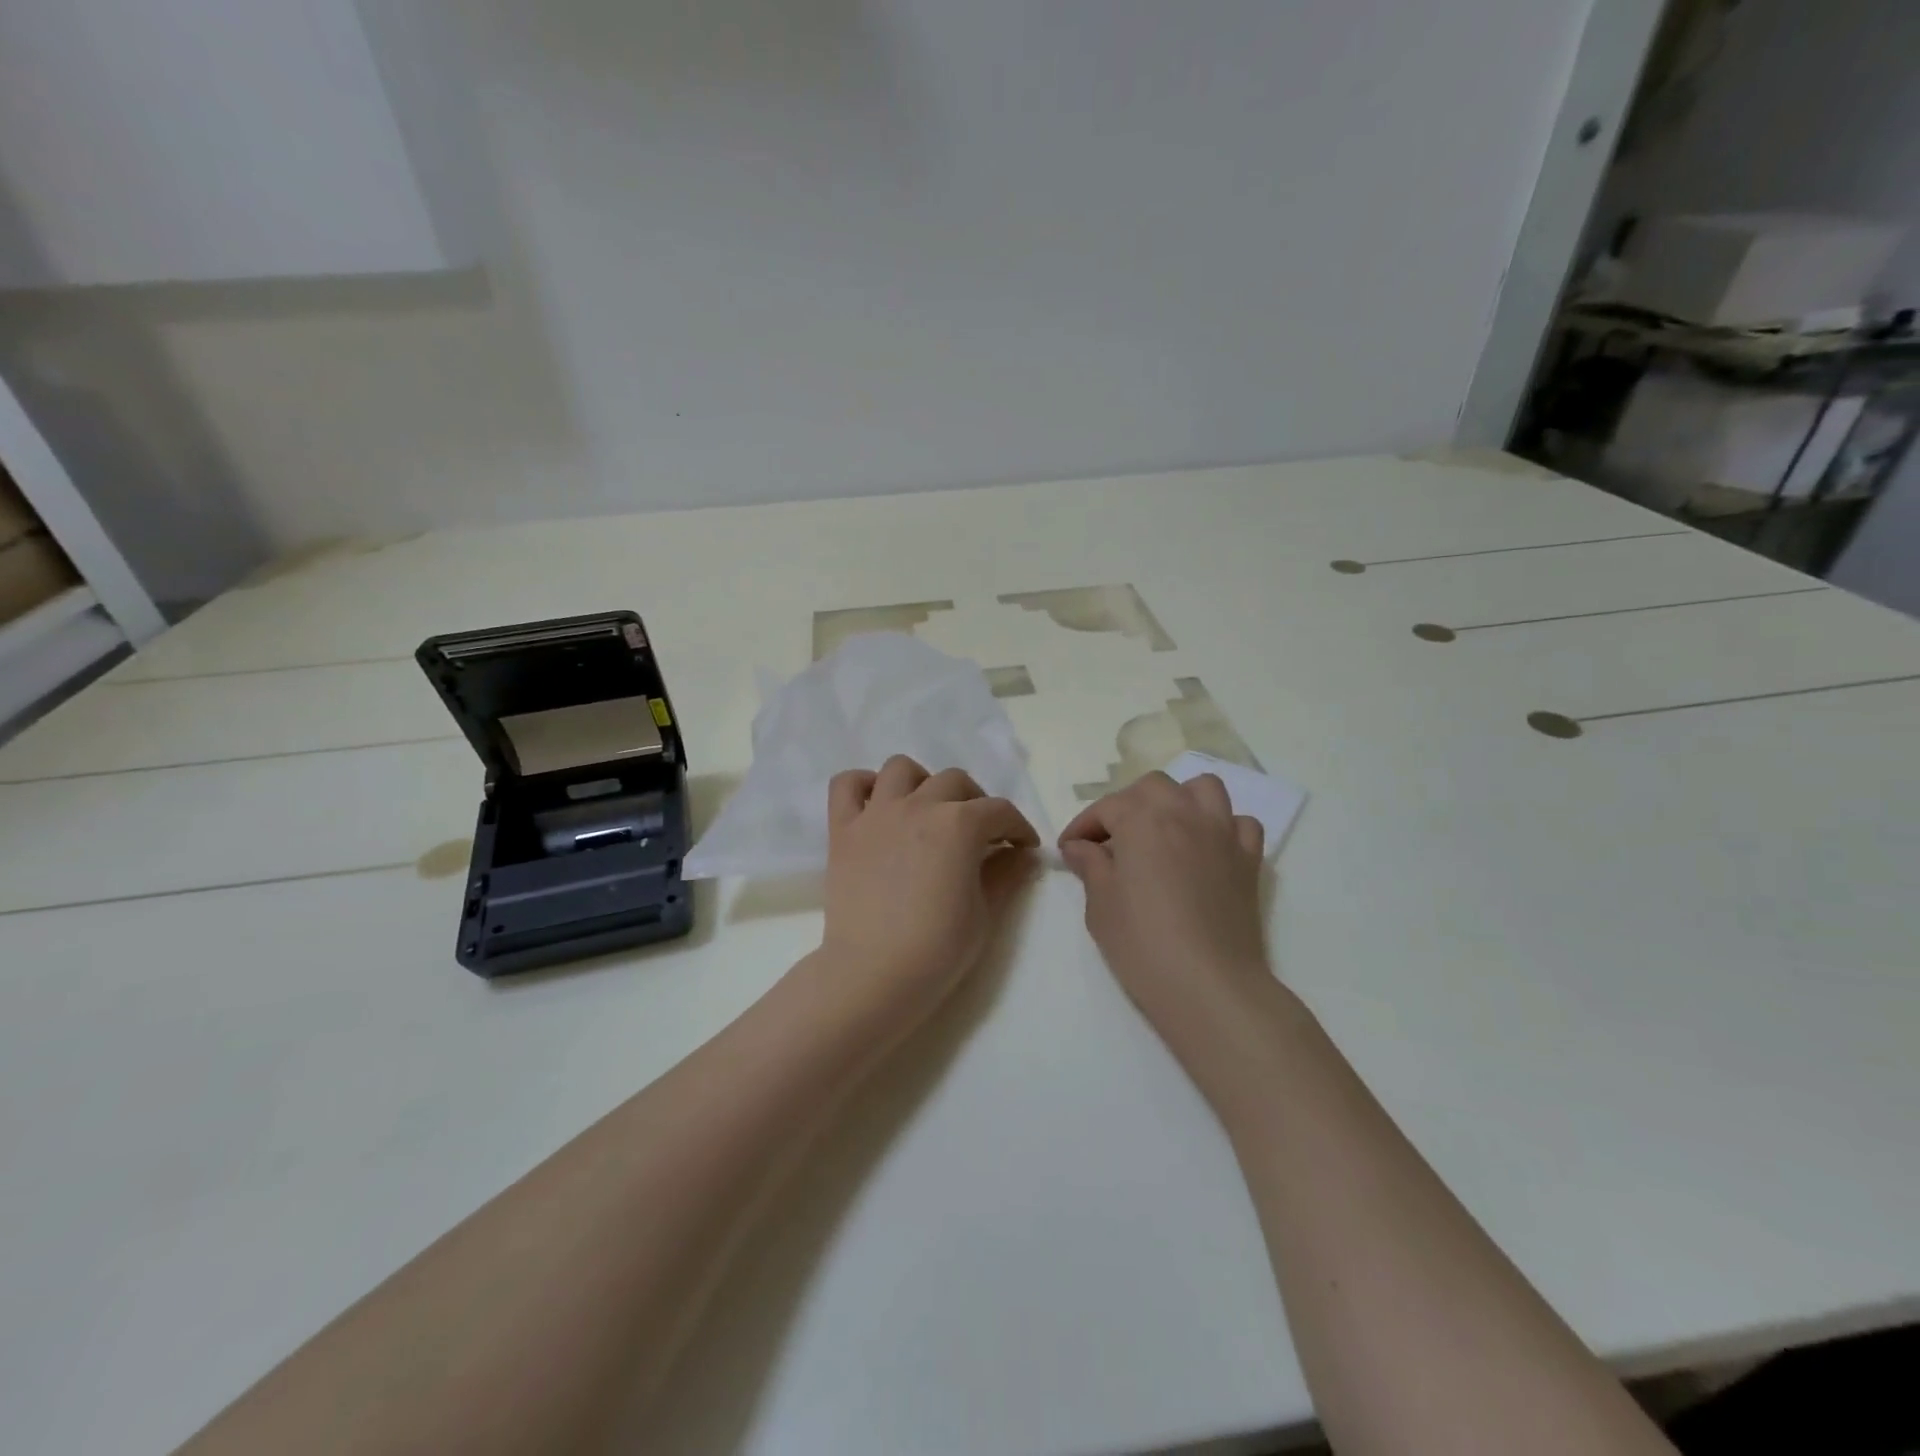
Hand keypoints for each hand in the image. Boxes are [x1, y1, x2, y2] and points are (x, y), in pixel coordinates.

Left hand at [817, 756, 1039, 1024]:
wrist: (873, 974)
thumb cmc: (937, 949)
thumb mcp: (985, 913)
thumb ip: (1005, 874)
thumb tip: (1022, 854)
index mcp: (959, 824)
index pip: (999, 811)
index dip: (1018, 828)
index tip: (1023, 847)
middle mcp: (918, 805)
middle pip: (955, 781)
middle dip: (976, 803)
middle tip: (981, 834)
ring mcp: (876, 813)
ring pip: (901, 769)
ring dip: (922, 783)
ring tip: (928, 811)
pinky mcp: (843, 829)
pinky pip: (846, 784)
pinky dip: (863, 786)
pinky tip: (877, 806)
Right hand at [1059, 772, 1270, 1042]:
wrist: (1208, 984)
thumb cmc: (1142, 943)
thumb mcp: (1100, 905)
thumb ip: (1090, 865)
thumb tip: (1080, 847)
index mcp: (1142, 819)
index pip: (1106, 808)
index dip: (1083, 826)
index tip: (1069, 850)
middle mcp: (1184, 813)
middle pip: (1153, 787)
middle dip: (1128, 805)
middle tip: (1113, 839)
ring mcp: (1222, 833)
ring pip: (1203, 789)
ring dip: (1179, 801)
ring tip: (1164, 830)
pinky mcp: (1249, 860)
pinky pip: (1240, 824)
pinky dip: (1222, 827)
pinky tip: (1207, 850)